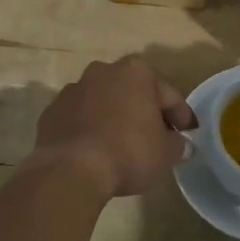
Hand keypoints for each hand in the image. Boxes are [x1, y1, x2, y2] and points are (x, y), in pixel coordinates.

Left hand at [30, 56, 196, 197]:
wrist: (70, 169)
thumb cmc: (128, 152)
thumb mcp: (165, 153)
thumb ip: (178, 145)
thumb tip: (183, 145)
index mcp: (137, 72)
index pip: (169, 95)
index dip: (181, 117)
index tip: (187, 134)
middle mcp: (104, 71)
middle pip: (134, 92)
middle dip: (146, 111)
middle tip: (157, 137)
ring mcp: (74, 89)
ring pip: (104, 101)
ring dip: (115, 117)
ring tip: (123, 144)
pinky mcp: (52, 110)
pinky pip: (80, 117)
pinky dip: (90, 128)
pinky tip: (96, 150)